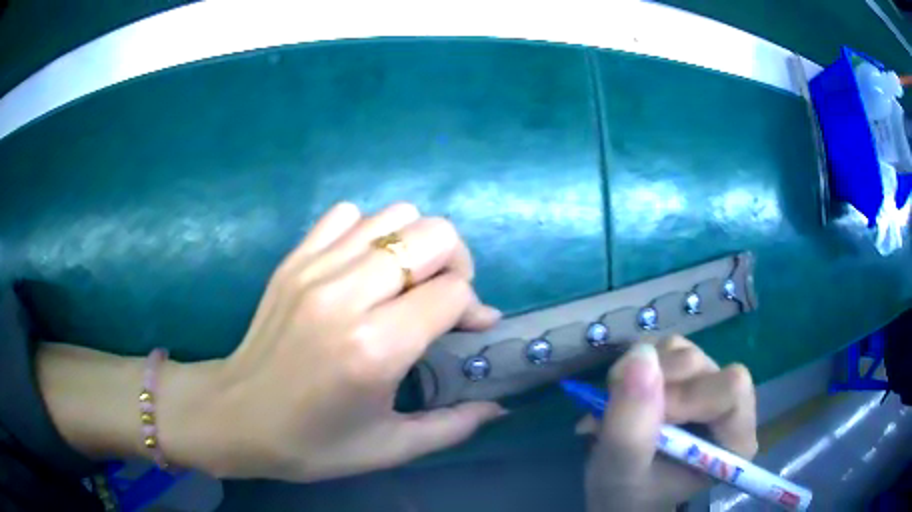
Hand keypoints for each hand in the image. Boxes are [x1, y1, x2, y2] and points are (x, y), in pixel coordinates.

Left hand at [194, 202, 505, 480]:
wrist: (236, 416)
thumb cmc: (312, 443)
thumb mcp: (388, 448)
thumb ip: (452, 426)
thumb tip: (498, 406)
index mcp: (374, 349)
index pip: (452, 292)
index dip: (473, 308)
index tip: (469, 329)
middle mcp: (346, 295)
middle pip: (432, 235)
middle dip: (454, 263)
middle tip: (441, 299)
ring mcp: (315, 268)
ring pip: (395, 215)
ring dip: (414, 245)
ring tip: (406, 281)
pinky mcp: (294, 259)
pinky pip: (347, 215)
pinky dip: (368, 233)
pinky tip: (362, 268)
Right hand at [579, 336, 757, 511]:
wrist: (616, 492)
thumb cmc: (627, 494)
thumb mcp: (622, 471)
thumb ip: (631, 426)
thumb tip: (641, 356)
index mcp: (734, 438)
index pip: (731, 389)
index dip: (688, 396)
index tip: (649, 421)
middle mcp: (729, 405)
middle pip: (703, 366)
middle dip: (656, 385)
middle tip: (621, 411)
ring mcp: (708, 384)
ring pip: (683, 351)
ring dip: (642, 374)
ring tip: (619, 407)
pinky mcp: (687, 372)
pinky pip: (665, 348)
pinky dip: (637, 367)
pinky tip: (625, 394)